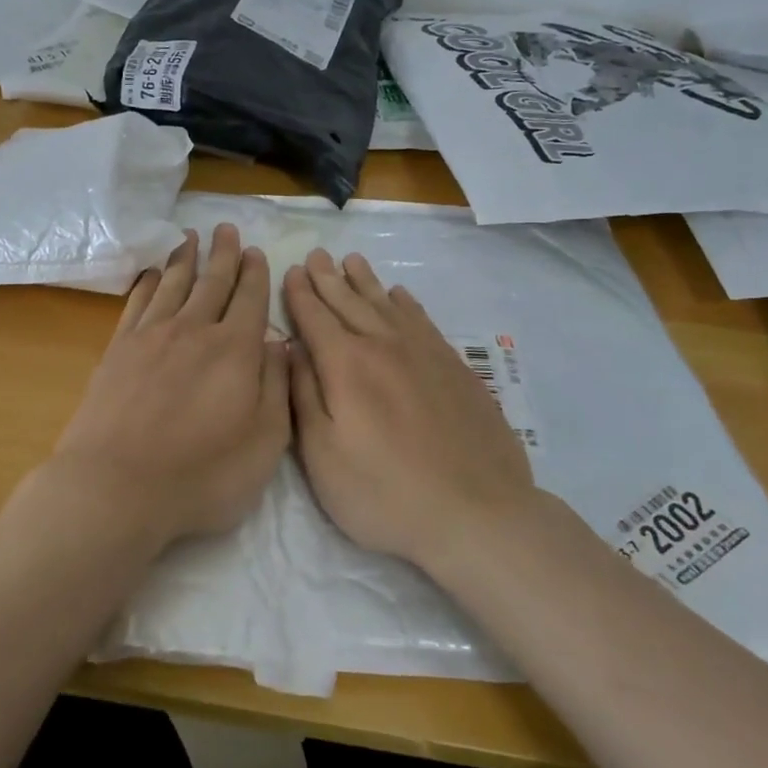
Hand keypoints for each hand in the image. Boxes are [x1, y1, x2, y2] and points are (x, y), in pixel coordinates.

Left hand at [44, 224, 290, 550]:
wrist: (117, 487)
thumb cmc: (202, 474)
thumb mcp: (264, 442)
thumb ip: (277, 387)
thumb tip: (280, 344)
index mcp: (235, 350)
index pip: (250, 299)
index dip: (254, 273)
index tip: (254, 252)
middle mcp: (194, 330)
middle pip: (212, 282)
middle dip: (223, 253)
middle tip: (225, 228)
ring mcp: (151, 337)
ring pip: (174, 284)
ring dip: (185, 258)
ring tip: (191, 237)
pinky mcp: (118, 350)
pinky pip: (138, 303)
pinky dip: (148, 283)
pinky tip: (152, 274)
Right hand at [283, 249, 536, 565]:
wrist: (476, 512)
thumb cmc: (384, 493)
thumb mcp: (322, 455)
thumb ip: (303, 394)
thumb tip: (290, 348)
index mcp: (346, 365)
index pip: (315, 317)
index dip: (301, 293)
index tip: (293, 270)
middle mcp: (384, 346)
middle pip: (350, 303)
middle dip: (329, 279)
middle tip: (317, 255)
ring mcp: (425, 354)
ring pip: (387, 305)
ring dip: (366, 282)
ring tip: (352, 261)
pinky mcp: (455, 368)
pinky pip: (423, 320)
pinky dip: (406, 304)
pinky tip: (400, 296)